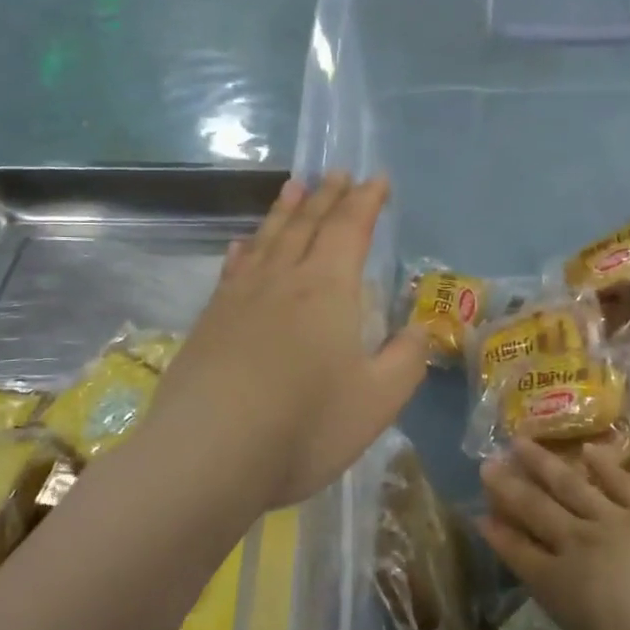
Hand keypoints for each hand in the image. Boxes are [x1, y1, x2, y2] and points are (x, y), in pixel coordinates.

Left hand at [146, 173, 429, 509]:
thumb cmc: (306, 426)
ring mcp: (239, 299)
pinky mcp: (209, 322)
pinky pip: (233, 270)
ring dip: (285, 211)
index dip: (366, 202)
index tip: (376, 179)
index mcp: (328, 290)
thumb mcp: (378, 400)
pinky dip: (245, 250)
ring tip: (296, 186)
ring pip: (267, 239)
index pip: (350, 230)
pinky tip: (243, 245)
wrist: (209, 455)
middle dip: (328, 197)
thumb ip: (406, 360)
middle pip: (308, 225)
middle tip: (339, 173)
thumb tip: (421, 329)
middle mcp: (282, 280)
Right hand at [479, 439, 629, 629]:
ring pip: (570, 488)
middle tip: (485, 465)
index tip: (480, 515)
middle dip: (510, 491)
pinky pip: (620, 481)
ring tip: (518, 442)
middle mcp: (580, 545)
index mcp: (563, 586)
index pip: (522, 558)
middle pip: (537, 513)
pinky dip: (603, 464)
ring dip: (544, 465)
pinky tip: (590, 449)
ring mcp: (614, 521)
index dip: (500, 538)